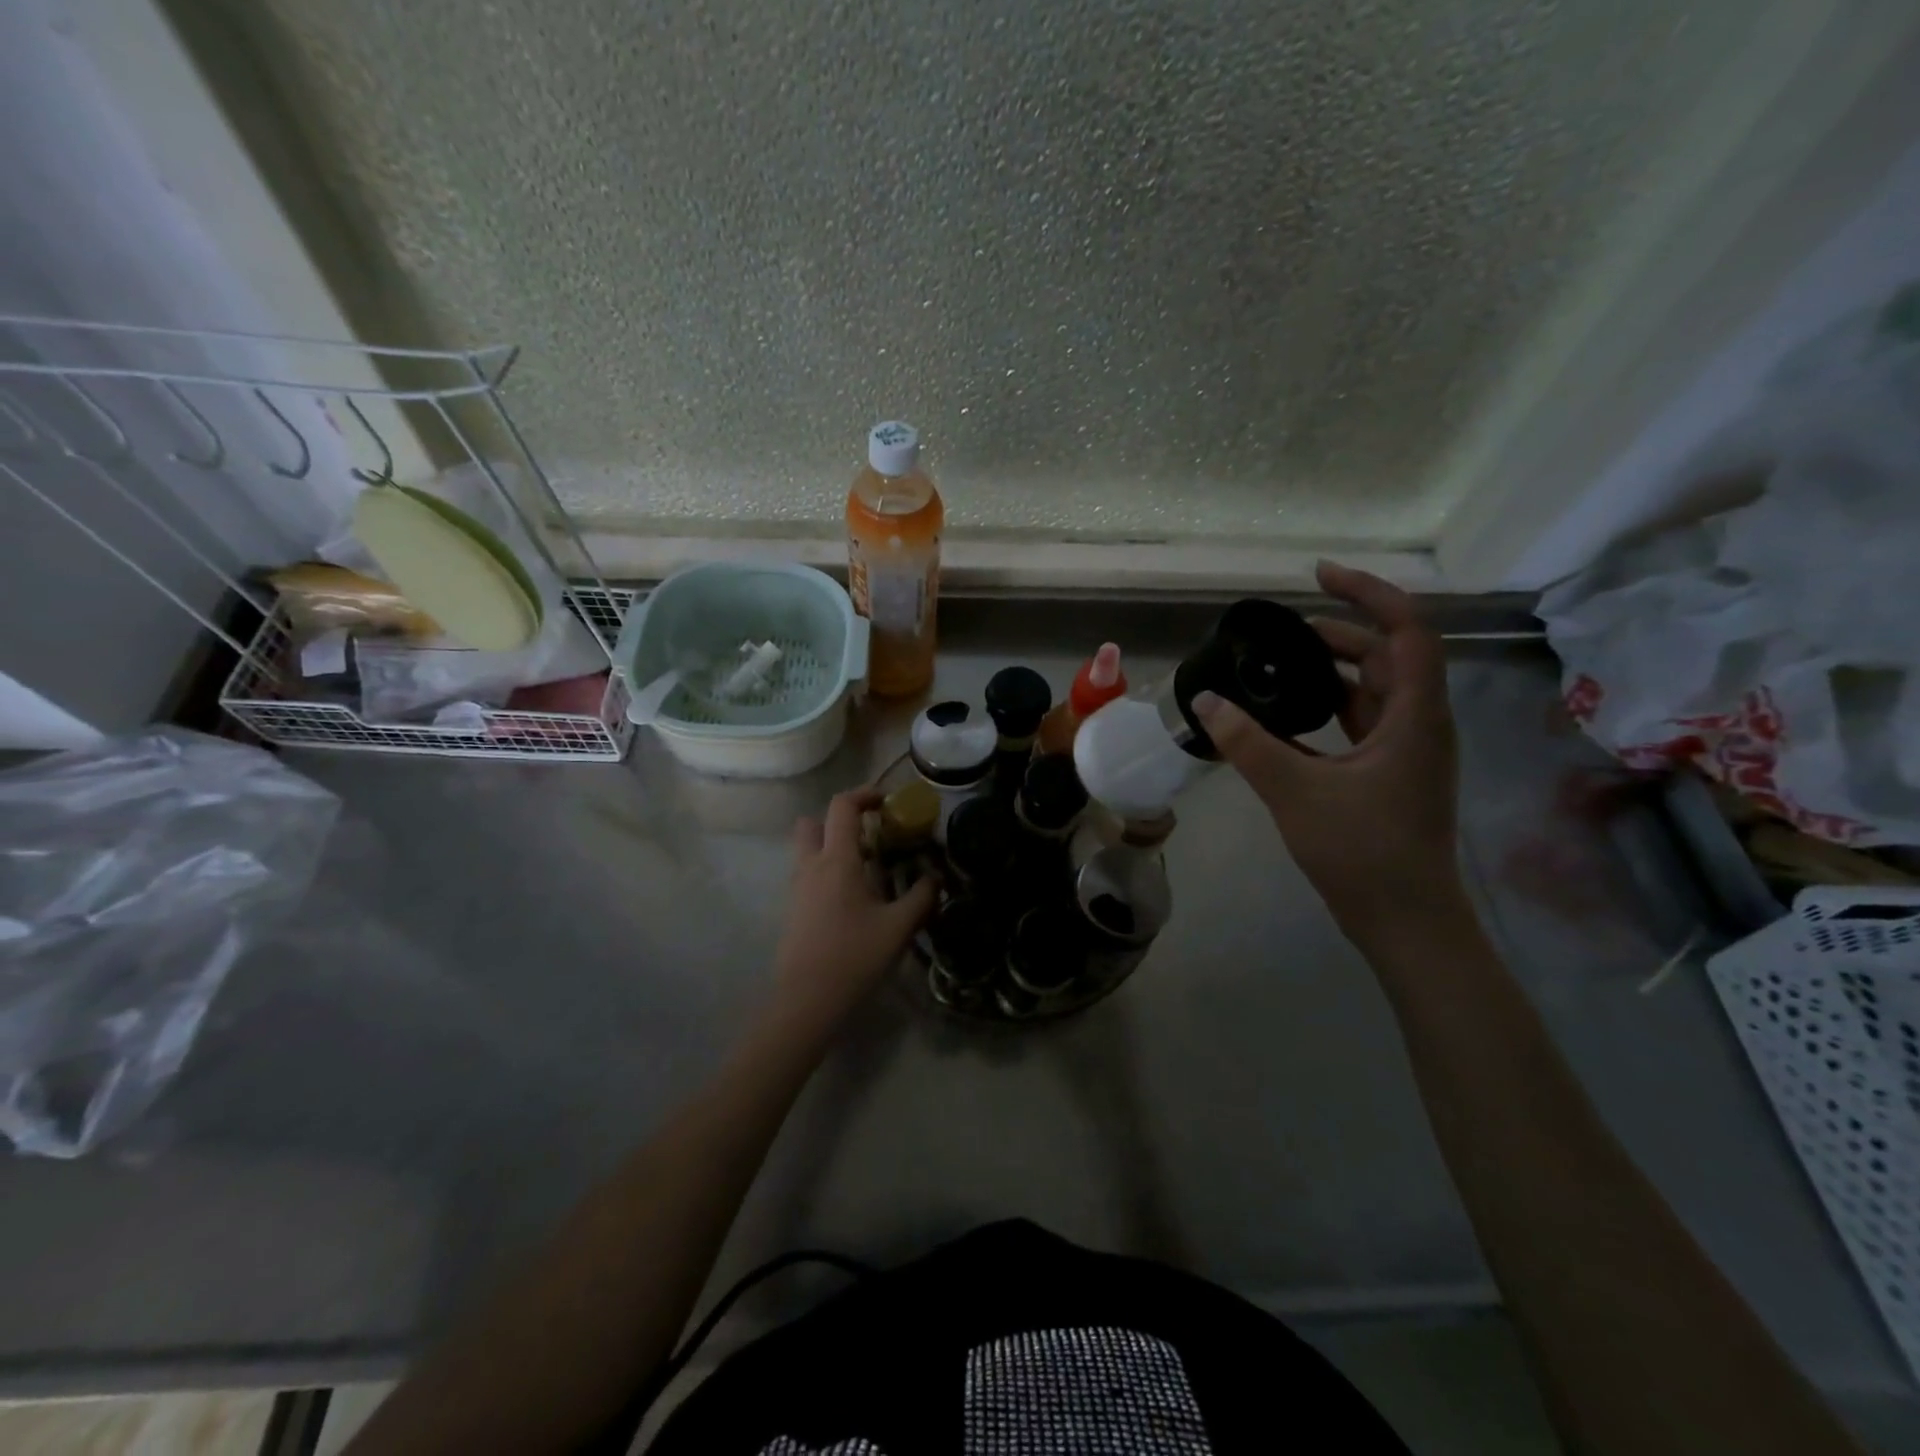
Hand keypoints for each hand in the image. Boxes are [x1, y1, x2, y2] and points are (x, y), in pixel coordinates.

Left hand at [770, 787, 938, 1031]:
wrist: (807, 1001)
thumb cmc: (854, 957)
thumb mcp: (899, 927)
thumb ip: (921, 896)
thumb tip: (934, 876)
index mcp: (837, 860)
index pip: (842, 806)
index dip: (864, 794)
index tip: (887, 802)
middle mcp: (811, 866)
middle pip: (812, 822)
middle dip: (839, 820)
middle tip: (869, 835)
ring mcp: (797, 888)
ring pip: (807, 849)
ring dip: (832, 845)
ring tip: (866, 868)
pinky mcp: (793, 909)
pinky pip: (807, 873)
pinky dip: (827, 870)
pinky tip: (853, 898)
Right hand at [1193, 561, 1461, 934]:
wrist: (1404, 921)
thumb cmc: (1362, 851)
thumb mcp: (1295, 790)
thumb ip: (1247, 742)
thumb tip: (1204, 699)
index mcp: (1415, 716)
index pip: (1407, 630)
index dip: (1368, 593)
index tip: (1320, 576)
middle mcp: (1420, 723)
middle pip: (1387, 655)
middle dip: (1338, 632)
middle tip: (1280, 632)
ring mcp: (1407, 750)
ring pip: (1374, 689)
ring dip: (1332, 669)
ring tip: (1278, 663)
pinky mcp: (1390, 773)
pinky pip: (1361, 720)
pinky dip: (1329, 705)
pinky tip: (1289, 714)